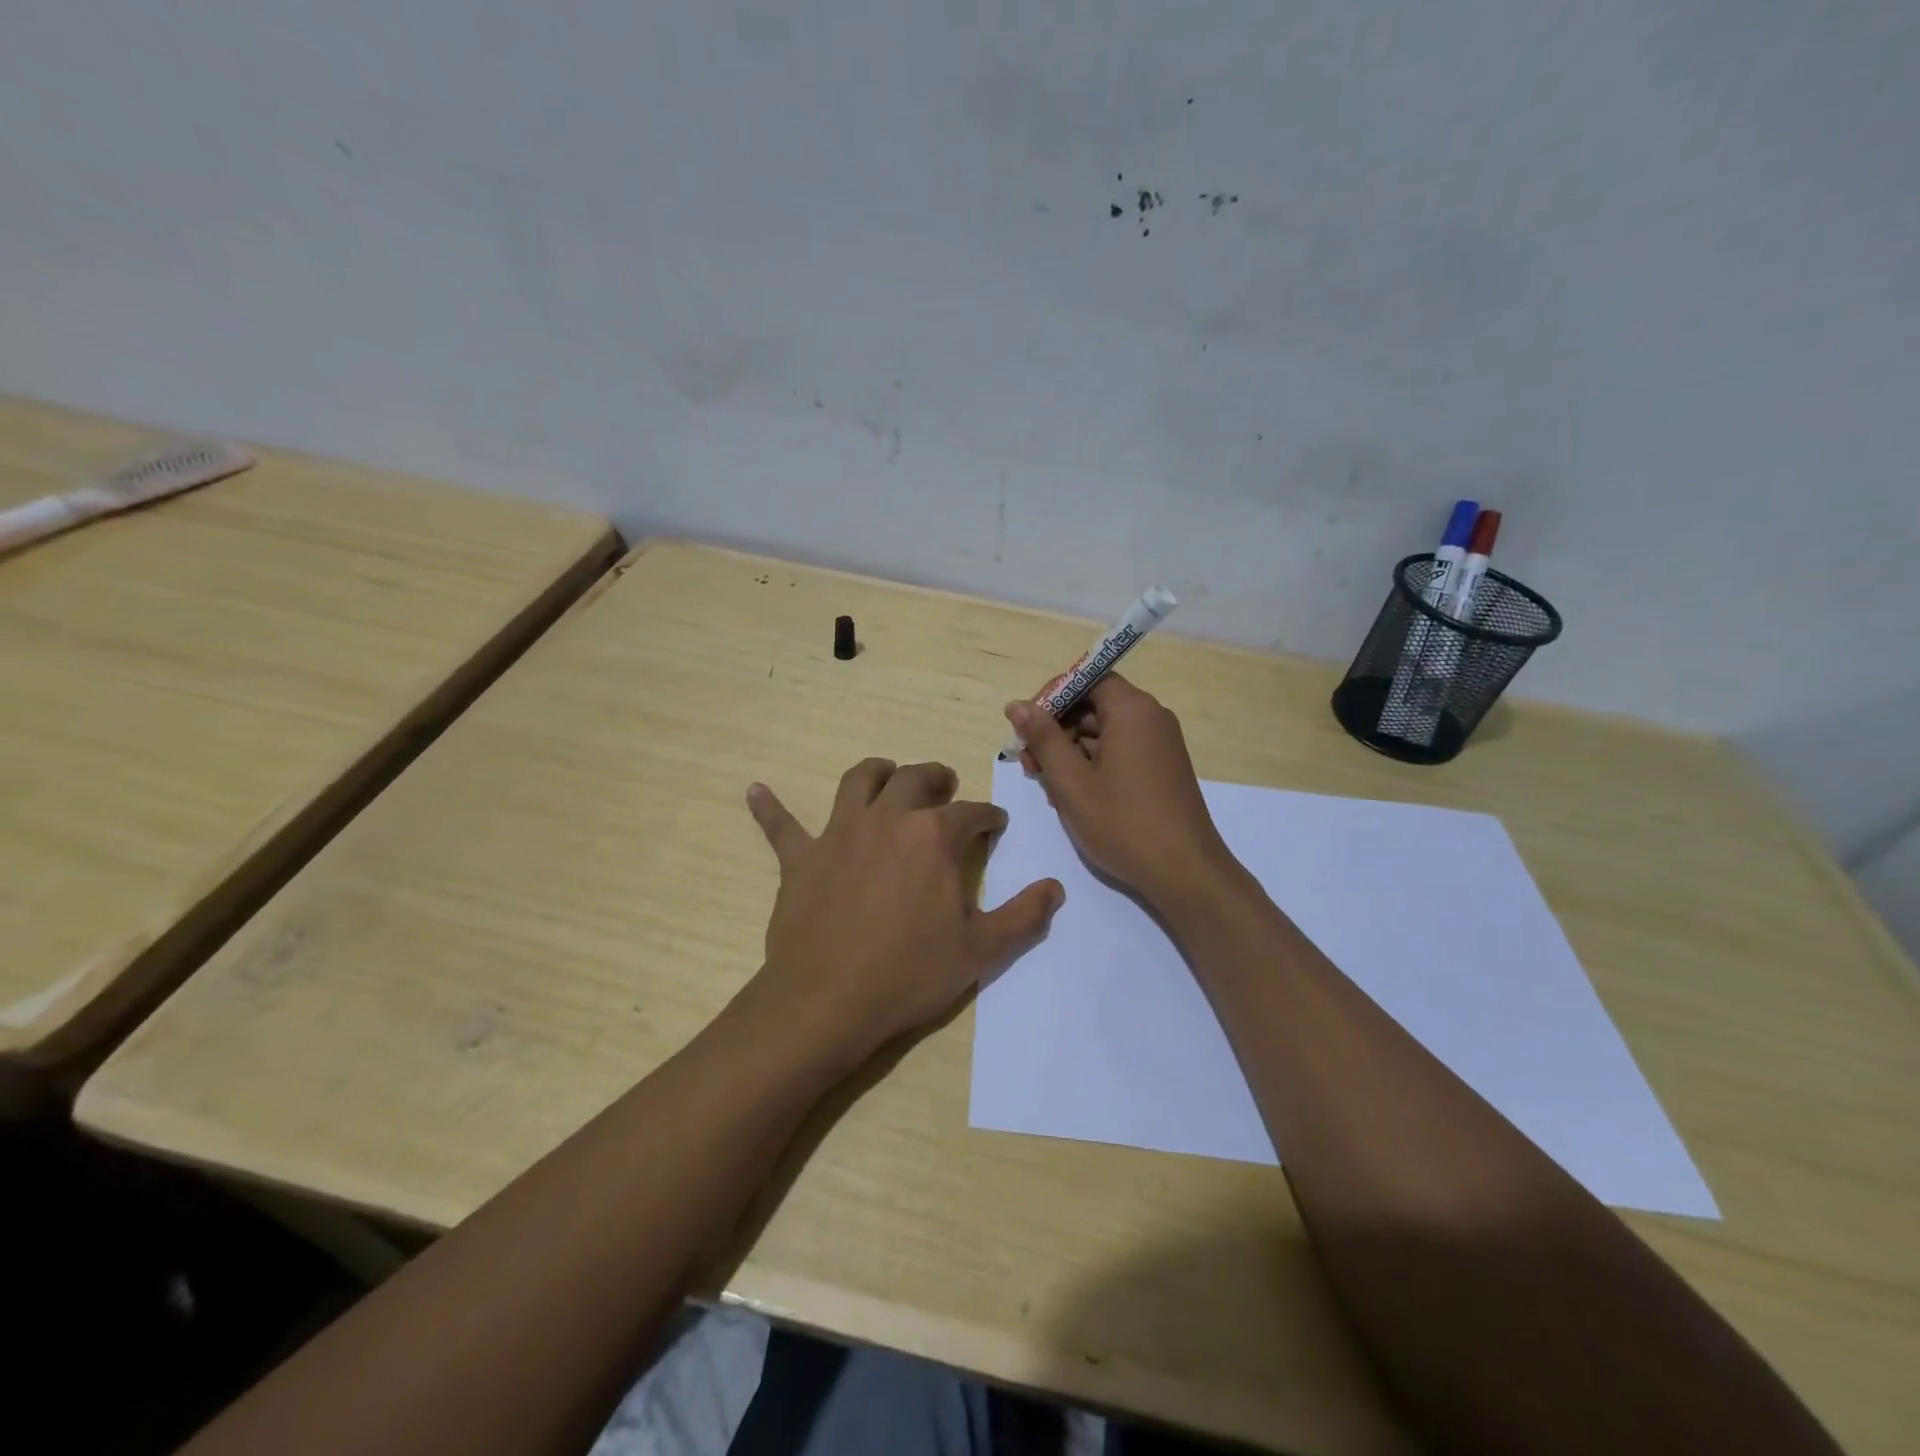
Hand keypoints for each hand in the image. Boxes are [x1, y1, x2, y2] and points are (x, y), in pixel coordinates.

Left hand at [746, 758, 1062, 1068]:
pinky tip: (755, 789)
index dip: (988, 817)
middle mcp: (887, 820)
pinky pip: (780, 825)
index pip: (972, 813)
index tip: (995, 824)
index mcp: (934, 837)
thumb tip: (1056, 887)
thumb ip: (1025, 915)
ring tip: (888, 774)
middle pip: (915, 779)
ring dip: (877, 772)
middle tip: (946, 785)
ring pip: (858, 781)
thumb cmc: (909, 973)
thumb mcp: (982, 950)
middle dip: (936, 777)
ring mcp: (839, 834)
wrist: (828, 1001)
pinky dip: (769, 807)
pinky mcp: (801, 858)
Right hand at [1006, 676, 1233, 908]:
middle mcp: (1151, 718)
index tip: (1027, 727)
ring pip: (1104, 733)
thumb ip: (1043, 738)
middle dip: (1057, 731)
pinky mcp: (1162, 769)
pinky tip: (1075, 798)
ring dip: (1071, 753)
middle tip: (1030, 766)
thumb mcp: (1072, 781)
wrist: (1185, 873)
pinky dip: (1093, 767)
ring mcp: (1160, 745)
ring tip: (1050, 789)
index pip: (1087, 679)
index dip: (1053, 698)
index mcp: (1133, 710)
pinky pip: (1120, 752)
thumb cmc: (1123, 823)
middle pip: (1094, 706)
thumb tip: (1017, 705)